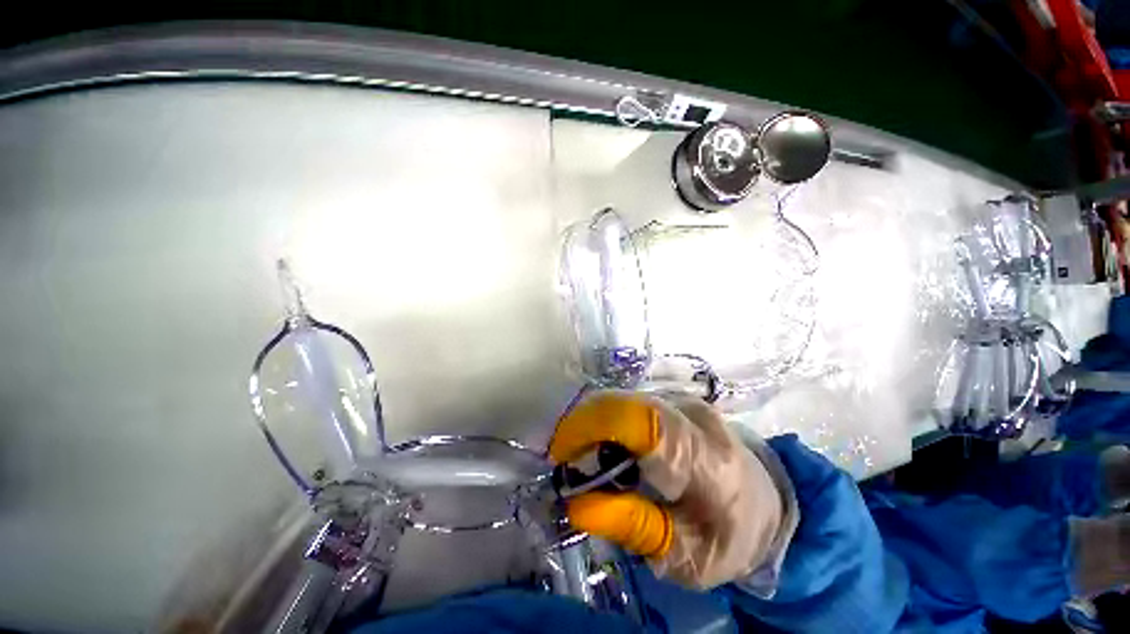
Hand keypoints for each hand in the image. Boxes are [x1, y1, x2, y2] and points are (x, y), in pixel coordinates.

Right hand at [550, 390, 786, 588]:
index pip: (643, 425)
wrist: (765, 501)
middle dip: (584, 428)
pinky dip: (608, 424)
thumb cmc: (728, 536)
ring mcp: (683, 401)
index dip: (593, 428)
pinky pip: (628, 404)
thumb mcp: (686, 556)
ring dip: (594, 426)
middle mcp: (694, 416)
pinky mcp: (674, 399)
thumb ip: (634, 527)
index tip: (561, 455)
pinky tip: (611, 450)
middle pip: (623, 405)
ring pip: (621, 402)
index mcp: (707, 461)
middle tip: (570, 464)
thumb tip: (578, 504)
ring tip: (588, 461)